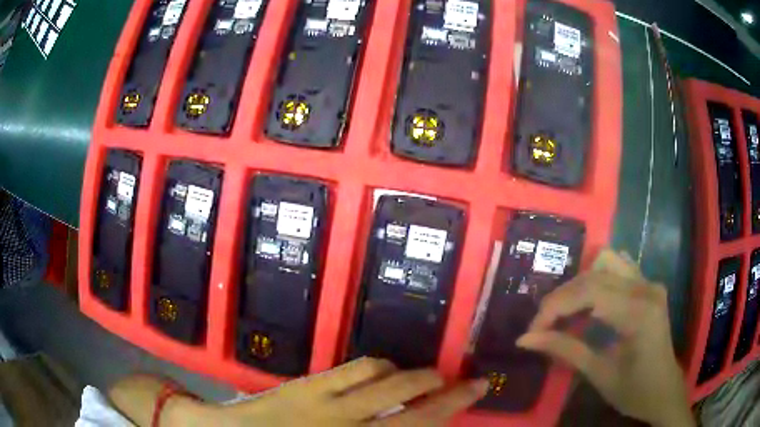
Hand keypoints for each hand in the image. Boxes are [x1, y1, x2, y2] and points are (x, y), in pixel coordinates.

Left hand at [111, 358, 487, 426]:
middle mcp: (346, 424)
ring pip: (386, 382)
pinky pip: (355, 369)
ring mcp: (326, 401)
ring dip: (414, 378)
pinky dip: (379, 368)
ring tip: (430, 376)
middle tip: (470, 382)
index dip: (448, 413)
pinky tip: (385, 369)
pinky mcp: (307, 383)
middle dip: (447, 393)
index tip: (474, 396)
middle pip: (410, 406)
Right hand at [516, 250, 692, 426]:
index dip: (554, 307)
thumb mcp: (599, 374)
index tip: (531, 331)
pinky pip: (619, 267)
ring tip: (567, 313)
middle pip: (594, 274)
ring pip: (606, 261)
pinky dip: (598, 278)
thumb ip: (565, 350)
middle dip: (562, 298)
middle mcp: (646, 287)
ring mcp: (649, 283)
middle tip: (543, 326)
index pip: (589, 292)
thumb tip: (524, 339)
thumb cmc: (634, 390)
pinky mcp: (648, 286)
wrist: (664, 390)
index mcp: (638, 312)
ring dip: (580, 284)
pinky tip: (591, 302)